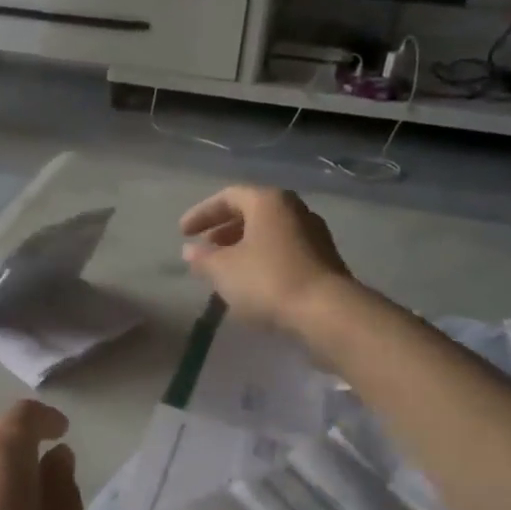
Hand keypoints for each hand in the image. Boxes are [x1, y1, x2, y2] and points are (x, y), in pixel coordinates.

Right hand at [180, 185, 352, 331]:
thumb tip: (190, 251)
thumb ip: (203, 258)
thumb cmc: (268, 281)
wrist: (327, 312)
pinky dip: (262, 258)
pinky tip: (250, 281)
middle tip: (205, 248)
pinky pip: (283, 250)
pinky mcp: (323, 259)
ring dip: (243, 245)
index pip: (228, 196)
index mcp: (268, 202)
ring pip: (269, 232)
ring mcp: (313, 234)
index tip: (183, 233)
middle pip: (252, 212)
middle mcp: (294, 209)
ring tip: (224, 267)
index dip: (202, 213)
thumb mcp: (223, 270)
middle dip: (224, 229)